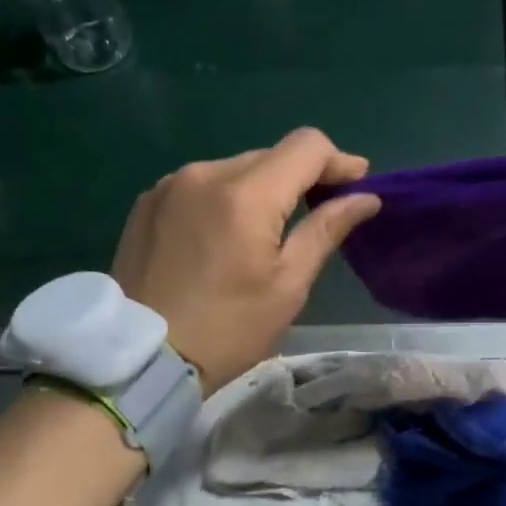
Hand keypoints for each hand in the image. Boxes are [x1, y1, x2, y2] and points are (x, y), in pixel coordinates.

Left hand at [111, 129, 381, 395]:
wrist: (139, 360)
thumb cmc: (227, 330)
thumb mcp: (288, 285)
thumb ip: (326, 230)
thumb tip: (366, 198)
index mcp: (245, 193)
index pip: (306, 145)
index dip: (339, 160)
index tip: (357, 185)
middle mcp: (205, 173)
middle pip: (270, 155)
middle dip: (302, 178)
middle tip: (321, 212)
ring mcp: (170, 185)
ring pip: (235, 169)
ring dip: (262, 189)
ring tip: (268, 232)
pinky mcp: (148, 203)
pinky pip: (201, 185)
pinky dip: (225, 199)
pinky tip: (225, 237)